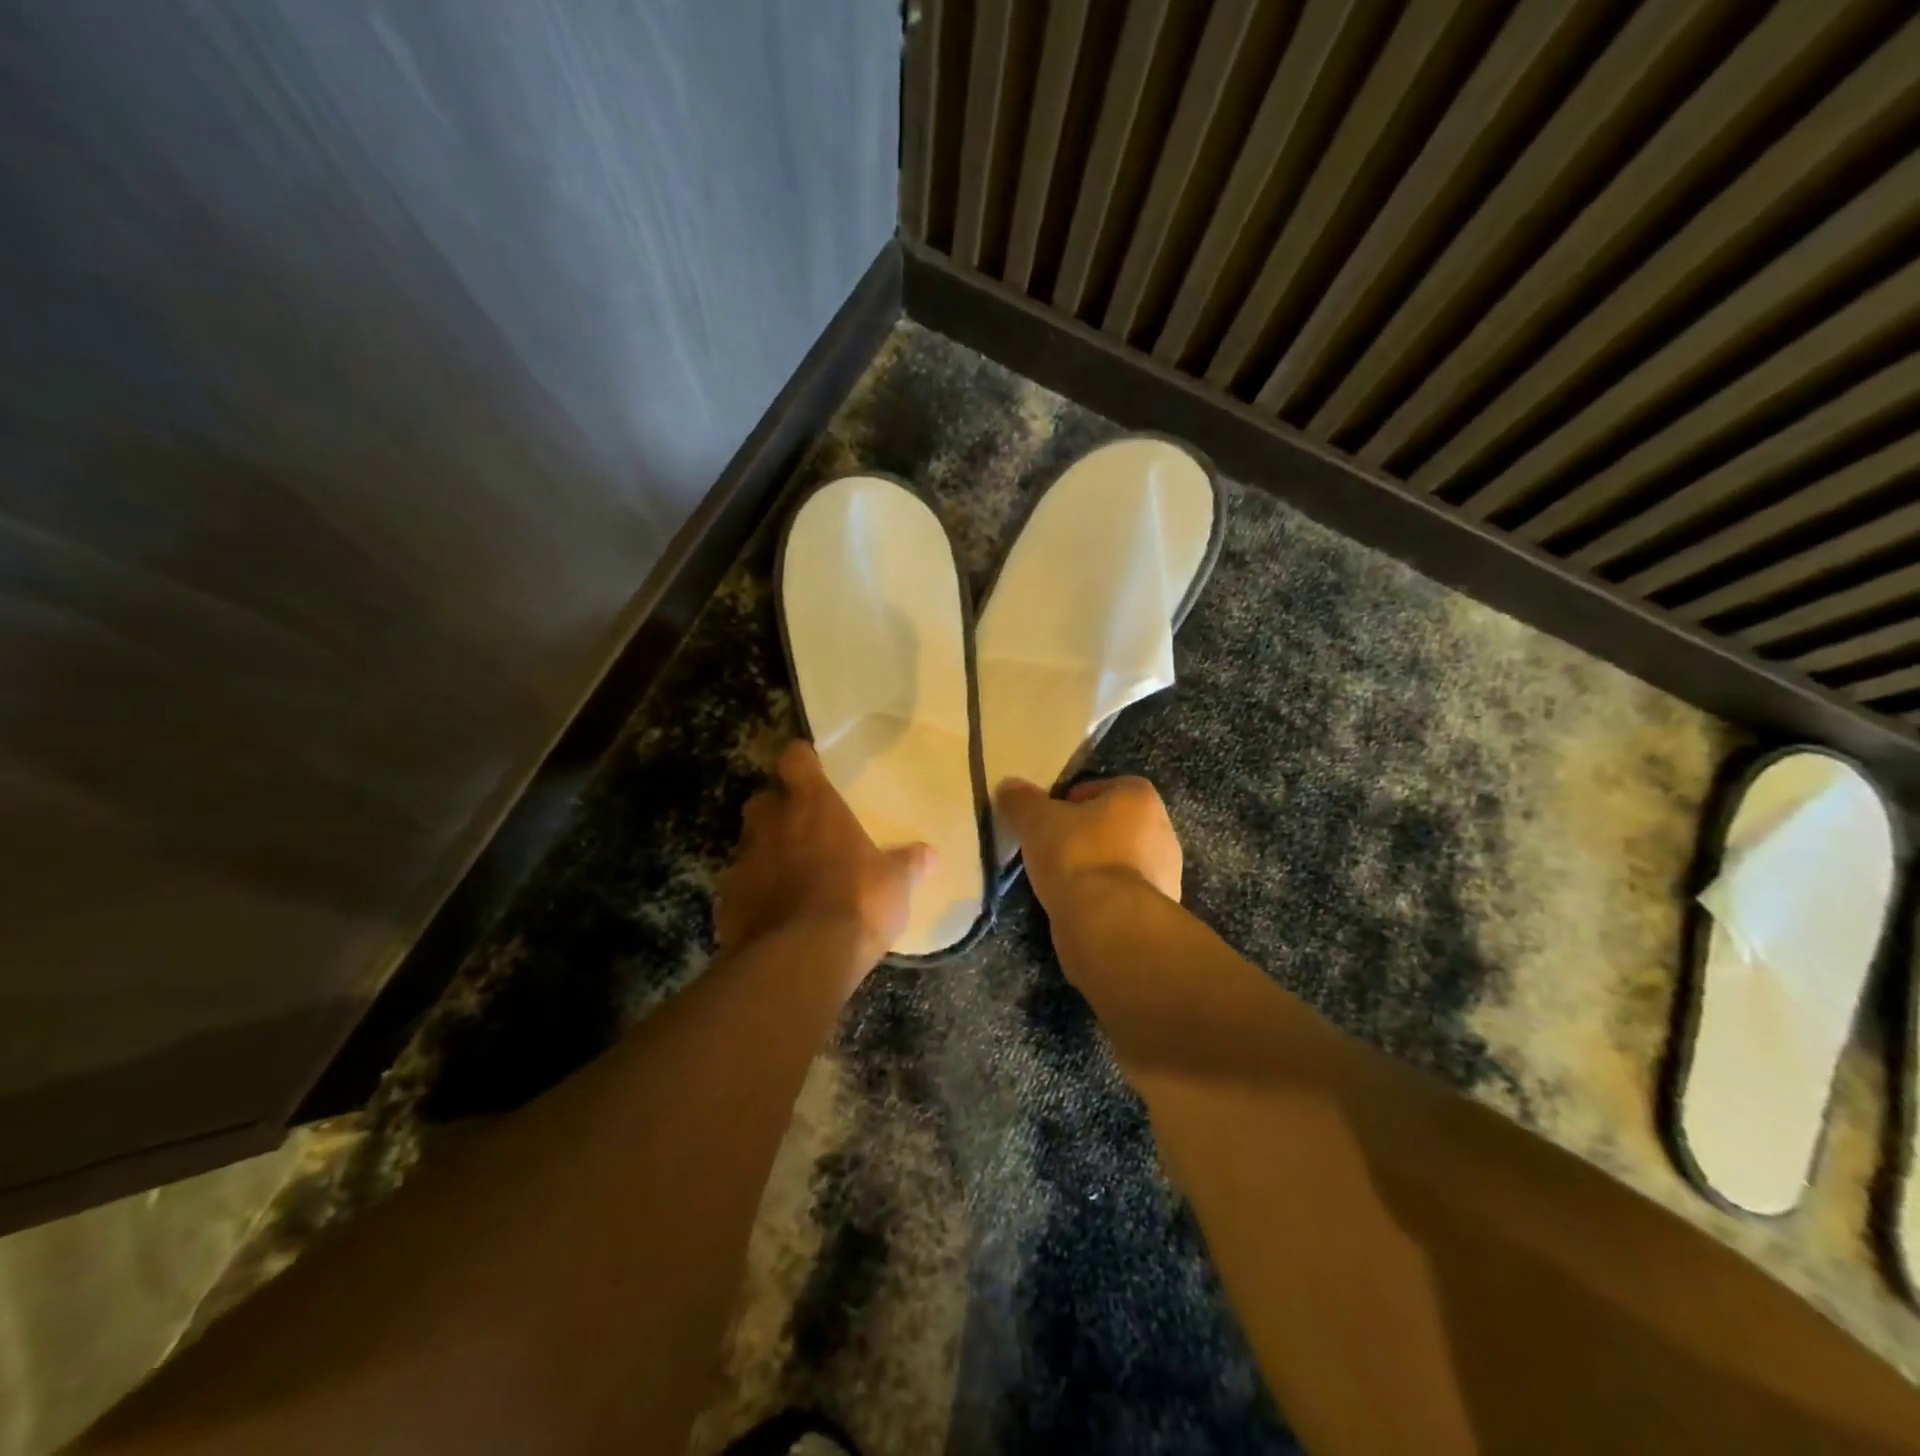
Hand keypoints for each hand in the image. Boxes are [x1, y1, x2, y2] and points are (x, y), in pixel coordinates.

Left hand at [717, 740, 932, 968]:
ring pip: (749, 842)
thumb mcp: (895, 884)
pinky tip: (775, 911)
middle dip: (779, 807)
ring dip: (766, 850)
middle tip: (803, 825)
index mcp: (813, 806)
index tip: (811, 767)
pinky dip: (755, 892)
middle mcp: (772, 824)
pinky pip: (740, 885)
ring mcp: (744, 861)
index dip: (802, 761)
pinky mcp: (727, 900)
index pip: (795, 760)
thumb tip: (930, 853)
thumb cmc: (856, 904)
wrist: (800, 960)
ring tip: (790, 873)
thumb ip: (908, 863)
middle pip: (765, 798)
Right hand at [993, 775, 1182, 910]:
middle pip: (1119, 824)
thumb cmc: (1077, 855)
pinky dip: (1103, 897)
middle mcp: (1162, 832)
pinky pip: (1123, 894)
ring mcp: (1164, 875)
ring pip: (1123, 861)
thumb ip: (1022, 800)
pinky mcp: (1156, 912)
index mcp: (1141, 800)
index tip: (1056, 813)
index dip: (1082, 797)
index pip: (1113, 786)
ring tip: (1061, 878)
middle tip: (1055, 844)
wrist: (1108, 923)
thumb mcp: (1037, 820)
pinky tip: (1077, 905)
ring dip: (1097, 866)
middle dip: (1090, 833)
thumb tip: (1009, 787)